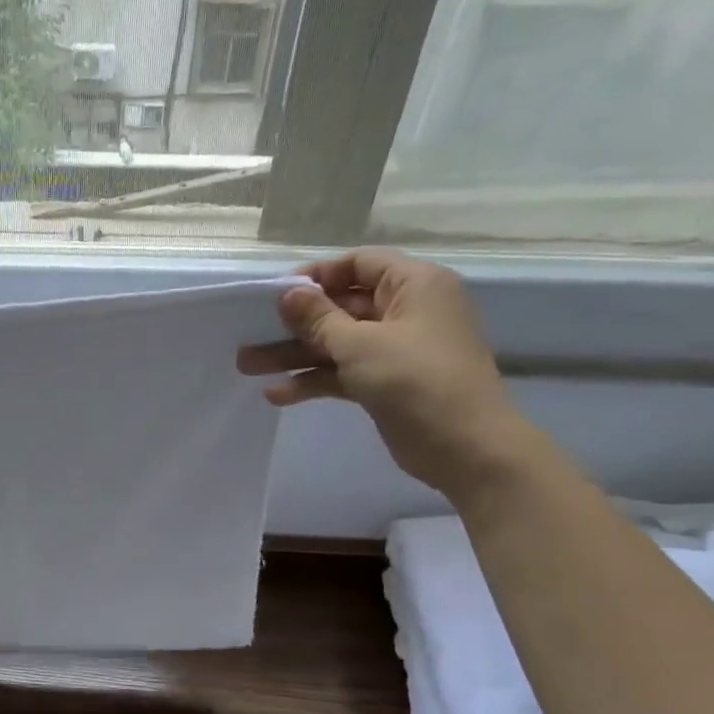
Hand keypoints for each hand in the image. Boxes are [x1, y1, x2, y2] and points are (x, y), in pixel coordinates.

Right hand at [237, 249, 537, 499]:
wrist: (466, 448)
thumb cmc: (416, 380)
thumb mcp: (360, 344)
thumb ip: (318, 318)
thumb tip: (287, 293)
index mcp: (413, 285)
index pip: (358, 265)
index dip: (317, 276)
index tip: (276, 294)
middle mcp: (406, 311)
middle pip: (341, 307)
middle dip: (295, 323)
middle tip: (249, 333)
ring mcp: (396, 349)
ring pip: (337, 343)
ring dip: (295, 354)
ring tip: (247, 365)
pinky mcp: (385, 383)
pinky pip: (343, 372)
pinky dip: (314, 380)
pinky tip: (278, 394)